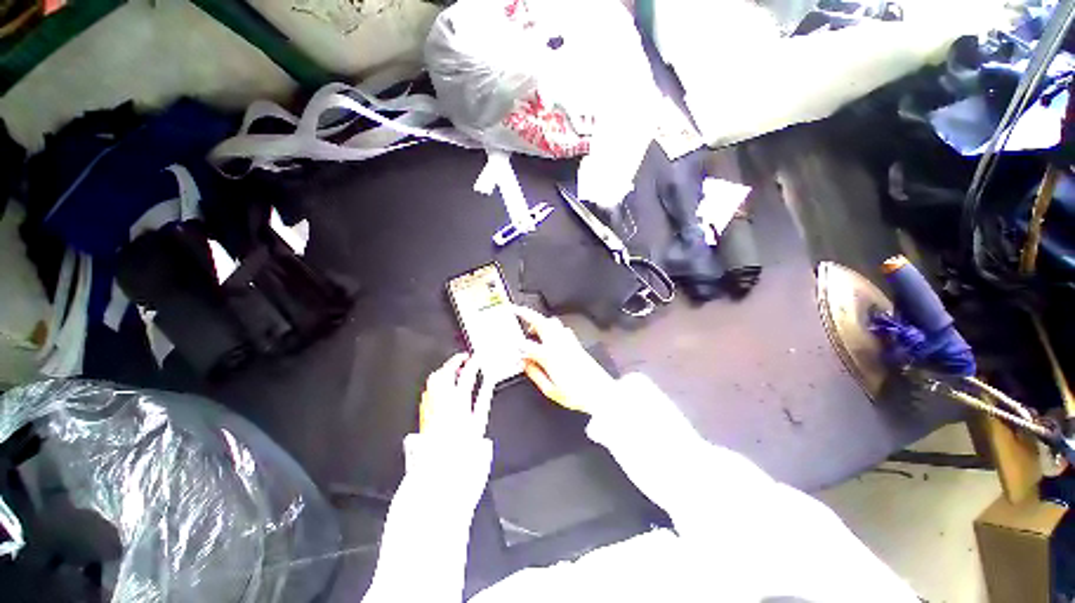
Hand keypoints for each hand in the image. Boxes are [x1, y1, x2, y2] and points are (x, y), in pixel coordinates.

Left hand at [420, 353, 492, 436]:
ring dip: (445, 369)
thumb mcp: (479, 419)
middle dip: (456, 360)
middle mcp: (442, 398)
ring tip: (453, 369)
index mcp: (458, 399)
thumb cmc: (461, 444)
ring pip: (435, 377)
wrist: (439, 462)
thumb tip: (489, 381)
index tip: (478, 357)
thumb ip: (484, 396)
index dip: (474, 361)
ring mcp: (430, 402)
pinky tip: (442, 385)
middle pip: (447, 370)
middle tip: (465, 358)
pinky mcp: (424, 408)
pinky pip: (429, 387)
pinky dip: (437, 382)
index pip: (467, 372)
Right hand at [512, 305, 615, 413]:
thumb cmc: (577, 394)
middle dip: (526, 313)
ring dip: (539, 320)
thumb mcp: (550, 389)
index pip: (526, 345)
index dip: (517, 348)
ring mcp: (568, 342)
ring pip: (552, 322)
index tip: (515, 353)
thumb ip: (534, 373)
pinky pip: (562, 328)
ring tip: (531, 325)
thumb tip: (524, 364)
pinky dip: (552, 327)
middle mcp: (558, 344)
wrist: (601, 393)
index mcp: (549, 356)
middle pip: (540, 322)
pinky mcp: (576, 344)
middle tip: (516, 310)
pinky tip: (550, 334)